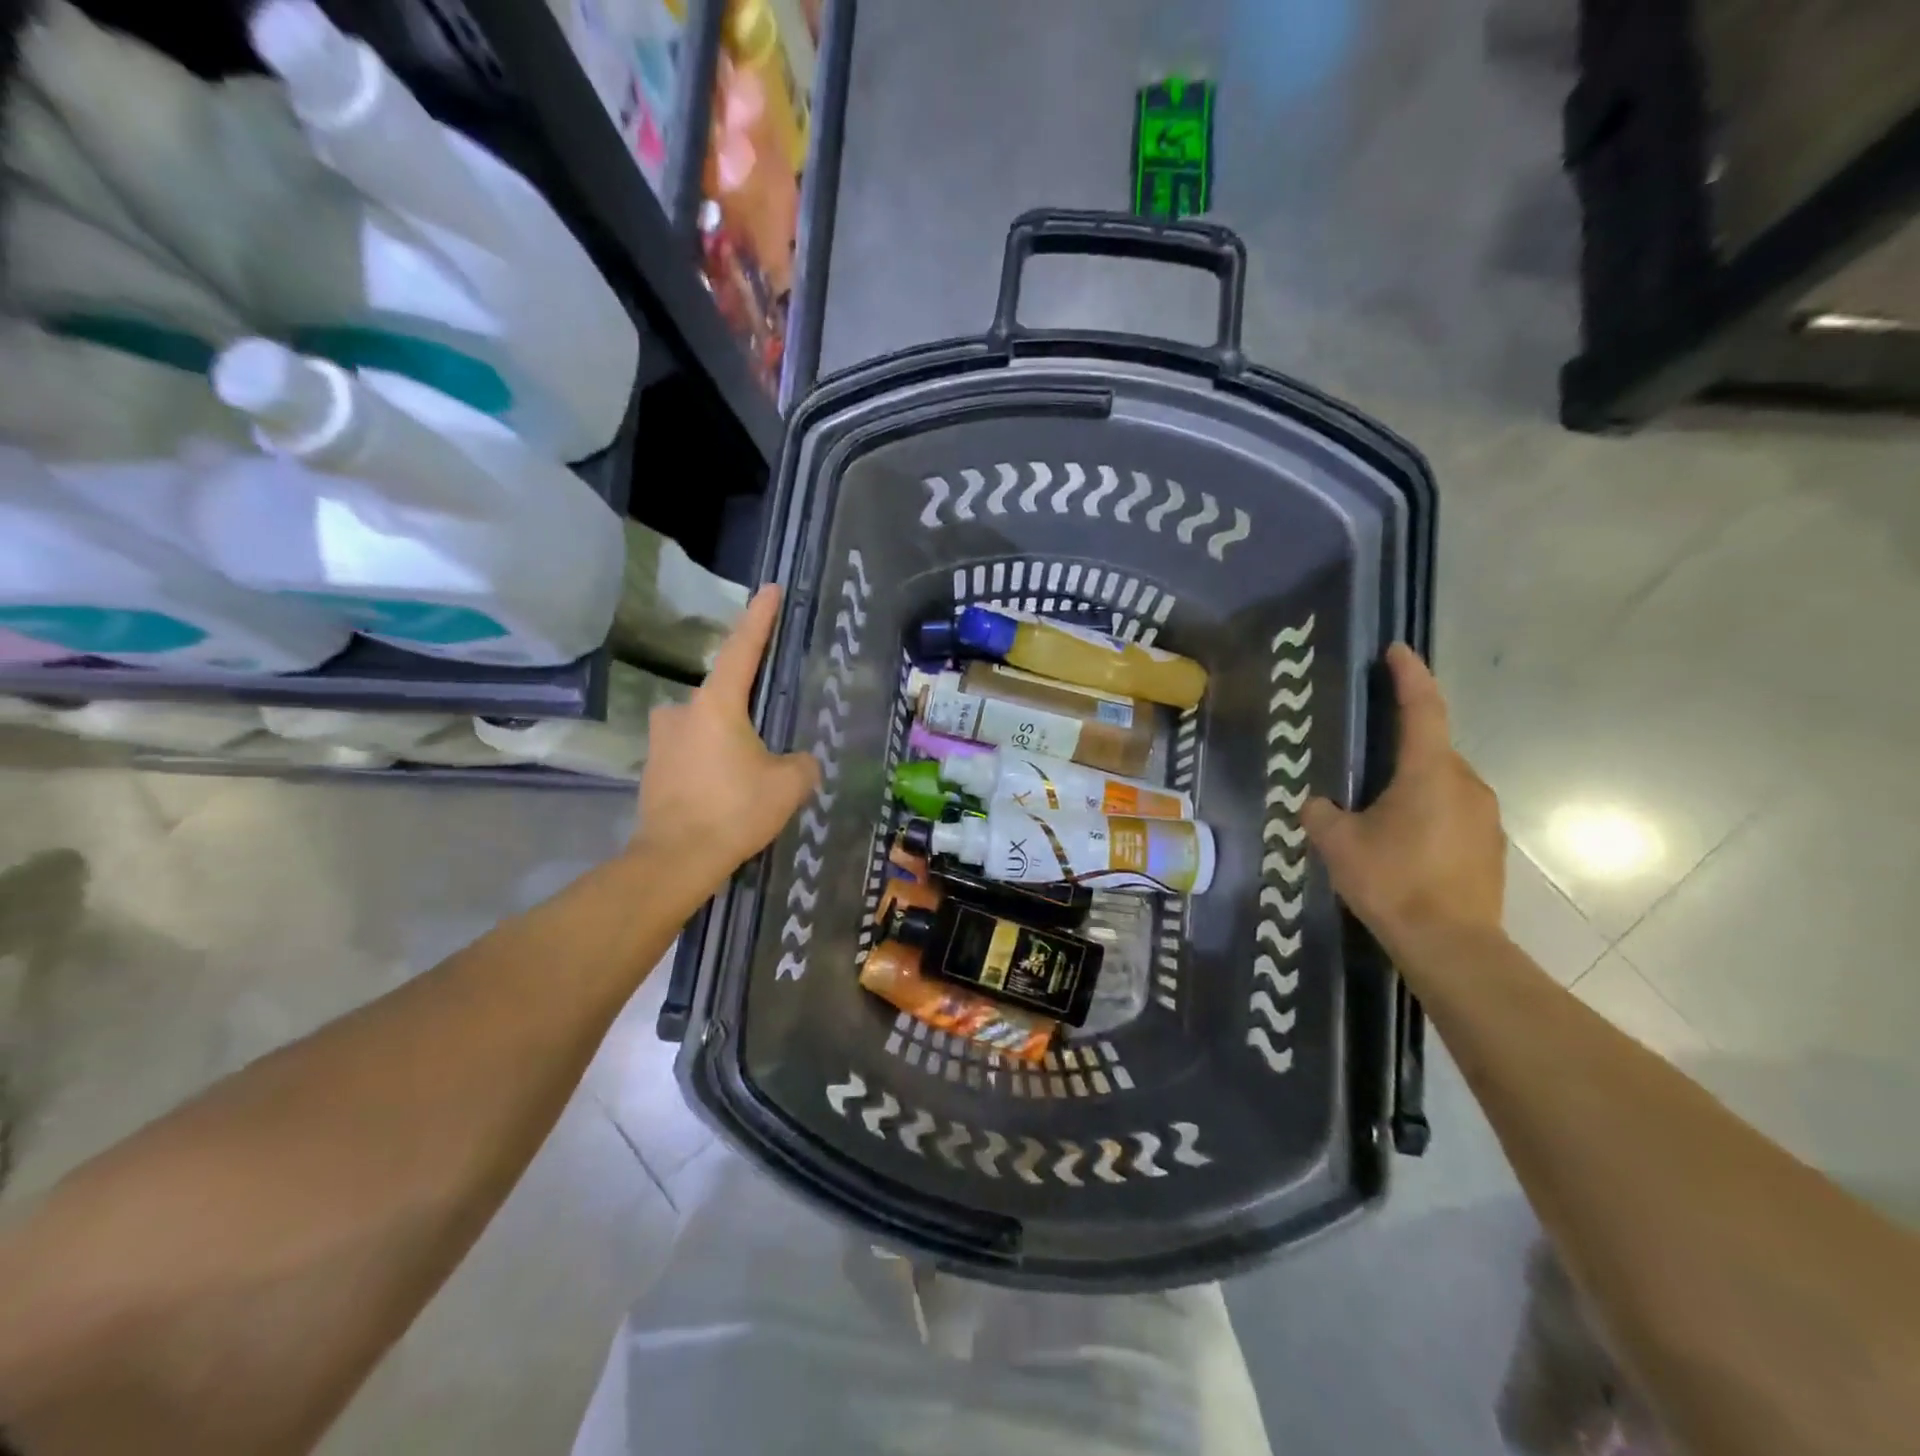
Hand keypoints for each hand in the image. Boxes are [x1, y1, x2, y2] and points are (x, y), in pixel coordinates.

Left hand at [634, 585, 819, 887]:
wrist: (675, 860)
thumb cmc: (735, 811)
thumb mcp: (789, 784)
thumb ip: (801, 763)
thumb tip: (797, 761)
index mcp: (716, 704)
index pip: (742, 649)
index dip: (759, 618)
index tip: (769, 588)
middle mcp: (682, 711)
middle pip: (723, 695)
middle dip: (746, 710)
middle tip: (769, 738)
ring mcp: (661, 740)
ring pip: (705, 726)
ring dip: (727, 740)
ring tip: (749, 774)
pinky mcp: (653, 769)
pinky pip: (691, 753)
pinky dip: (710, 763)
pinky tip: (726, 793)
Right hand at [1300, 645, 1505, 952]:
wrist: (1453, 946)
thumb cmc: (1393, 881)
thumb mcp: (1338, 843)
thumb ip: (1321, 813)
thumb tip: (1319, 804)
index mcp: (1430, 772)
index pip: (1423, 708)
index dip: (1409, 675)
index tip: (1396, 650)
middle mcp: (1466, 783)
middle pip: (1431, 748)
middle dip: (1400, 745)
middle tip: (1363, 761)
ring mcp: (1484, 816)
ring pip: (1442, 783)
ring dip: (1411, 785)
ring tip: (1376, 814)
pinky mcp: (1489, 846)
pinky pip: (1452, 812)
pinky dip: (1427, 814)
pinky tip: (1401, 844)